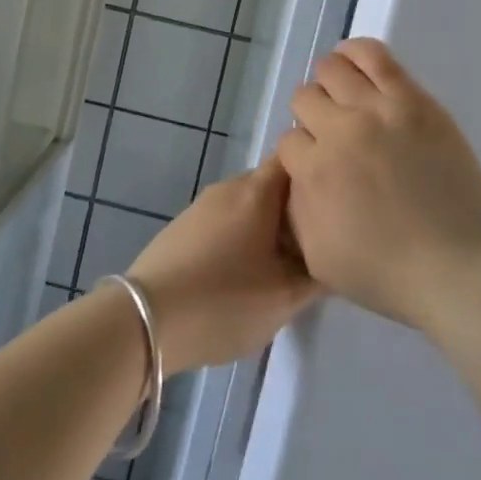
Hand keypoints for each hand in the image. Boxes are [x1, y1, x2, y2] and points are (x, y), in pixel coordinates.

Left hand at [125, 157, 319, 374]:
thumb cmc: (224, 301)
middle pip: (272, 184)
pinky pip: (224, 220)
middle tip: (314, 243)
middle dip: (295, 208)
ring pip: (248, 205)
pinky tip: (243, 273)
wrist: (145, 320)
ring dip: (267, 226)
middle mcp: (228, 187)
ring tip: (282, 264)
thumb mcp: (285, 298)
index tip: (335, 201)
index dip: (317, 173)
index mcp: (257, 191)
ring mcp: (201, 206)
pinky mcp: (182, 228)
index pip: (294, 159)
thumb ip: (317, 275)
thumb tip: (334, 256)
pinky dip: (241, 236)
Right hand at [278, 38, 480, 330]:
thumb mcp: (318, 256)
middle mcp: (341, 131)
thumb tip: (296, 174)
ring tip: (343, 98)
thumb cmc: (386, 273)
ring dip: (329, 83)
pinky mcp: (413, 100)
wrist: (457, 268)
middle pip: (305, 98)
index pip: (288, 140)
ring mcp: (380, 110)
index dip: (301, 154)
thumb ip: (296, 208)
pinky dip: (355, 52)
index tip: (319, 166)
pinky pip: (374, 56)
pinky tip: (352, 61)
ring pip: (332, 69)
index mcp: (315, 171)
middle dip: (312, 118)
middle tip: (334, 137)